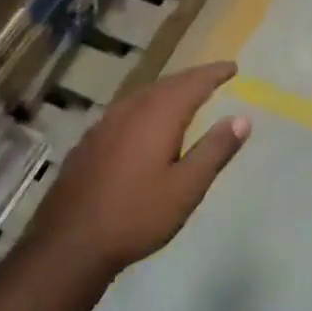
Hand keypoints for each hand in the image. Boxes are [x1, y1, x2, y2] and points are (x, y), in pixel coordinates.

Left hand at [25, 62, 250, 278]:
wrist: (69, 243)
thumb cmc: (137, 215)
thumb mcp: (186, 187)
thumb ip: (215, 150)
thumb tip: (242, 118)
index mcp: (159, 115)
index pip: (193, 83)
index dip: (214, 73)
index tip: (233, 67)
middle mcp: (132, 109)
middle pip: (168, 84)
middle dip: (193, 79)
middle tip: (214, 77)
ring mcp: (106, 123)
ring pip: (145, 95)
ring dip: (169, 90)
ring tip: (186, 95)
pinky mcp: (91, 141)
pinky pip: (128, 110)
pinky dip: (148, 106)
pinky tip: (146, 122)